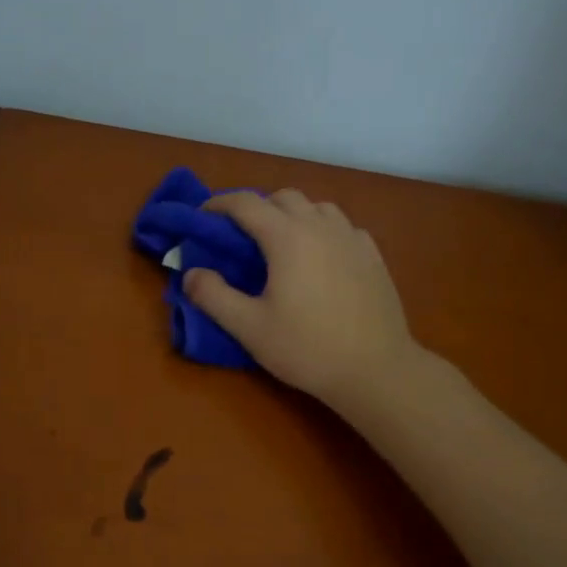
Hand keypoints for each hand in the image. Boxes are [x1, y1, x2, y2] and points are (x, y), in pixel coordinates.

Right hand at [185, 189, 419, 410]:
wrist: (376, 369)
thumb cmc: (307, 348)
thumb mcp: (249, 328)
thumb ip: (213, 297)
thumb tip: (191, 274)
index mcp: (287, 237)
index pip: (246, 203)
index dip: (219, 204)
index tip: (202, 217)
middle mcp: (321, 227)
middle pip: (284, 197)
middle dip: (257, 207)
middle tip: (241, 237)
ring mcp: (352, 238)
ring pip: (317, 207)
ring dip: (293, 215)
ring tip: (281, 244)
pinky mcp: (373, 256)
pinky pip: (342, 227)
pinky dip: (323, 231)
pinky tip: (320, 258)